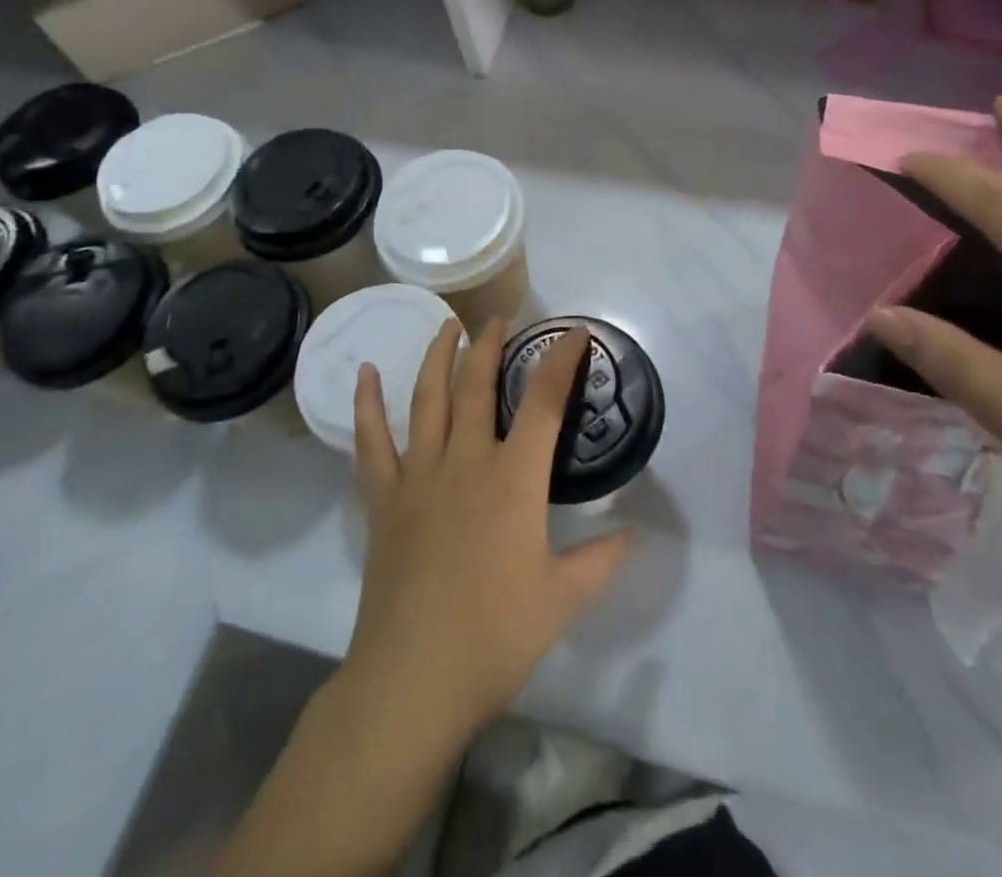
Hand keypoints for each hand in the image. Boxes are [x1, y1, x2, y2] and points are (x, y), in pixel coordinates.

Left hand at [341, 318, 633, 749]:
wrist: (412, 682)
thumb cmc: (495, 637)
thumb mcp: (563, 601)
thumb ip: (602, 561)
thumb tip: (636, 534)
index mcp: (513, 481)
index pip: (544, 402)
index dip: (562, 361)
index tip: (574, 333)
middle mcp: (466, 462)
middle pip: (477, 385)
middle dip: (491, 345)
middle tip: (501, 319)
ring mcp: (418, 477)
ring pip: (427, 399)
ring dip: (438, 356)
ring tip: (449, 325)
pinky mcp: (384, 500)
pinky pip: (371, 442)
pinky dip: (366, 405)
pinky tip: (365, 373)